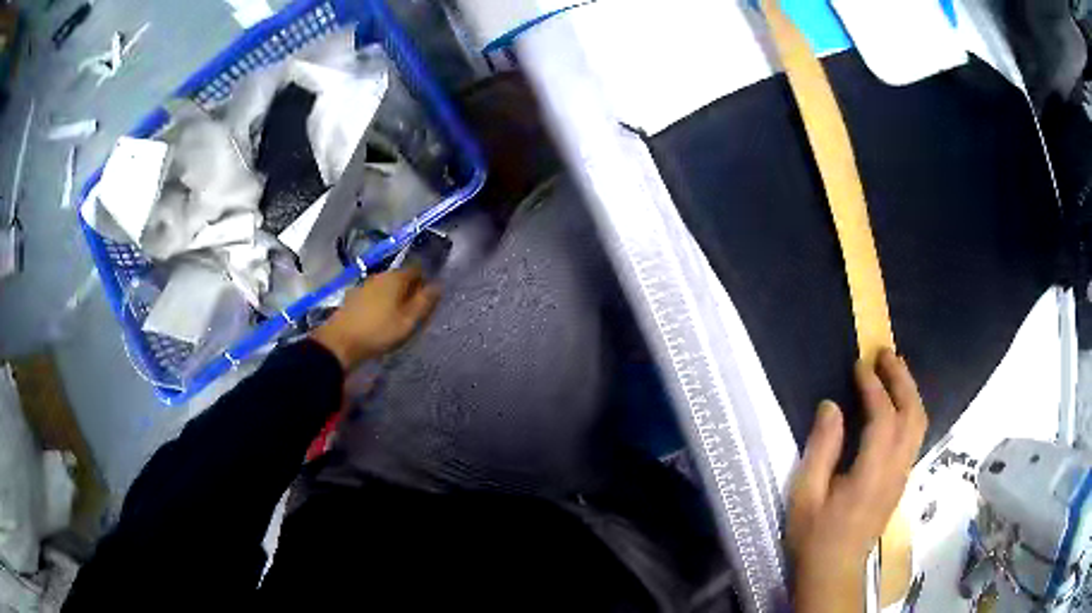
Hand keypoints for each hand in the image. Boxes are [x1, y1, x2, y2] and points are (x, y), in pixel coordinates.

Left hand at [312, 268, 439, 369]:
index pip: (417, 269)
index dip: (425, 282)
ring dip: (393, 297)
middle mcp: (379, 275)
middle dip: (409, 290)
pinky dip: (379, 303)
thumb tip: (438, 285)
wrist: (340, 342)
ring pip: (385, 287)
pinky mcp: (352, 297)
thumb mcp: (408, 321)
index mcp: (395, 277)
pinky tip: (378, 319)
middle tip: (414, 312)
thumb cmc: (378, 331)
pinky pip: (372, 296)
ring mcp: (363, 285)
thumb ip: (424, 302)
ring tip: (396, 317)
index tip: (428, 300)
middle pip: (400, 277)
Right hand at [788, 350, 926, 612]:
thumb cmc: (815, 535)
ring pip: (919, 424)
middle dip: (902, 379)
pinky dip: (910, 409)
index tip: (860, 365)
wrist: (834, 571)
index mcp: (872, 473)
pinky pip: (914, 435)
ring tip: (894, 370)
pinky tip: (897, 403)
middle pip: (912, 414)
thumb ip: (821, 448)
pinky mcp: (901, 480)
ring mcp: (902, 475)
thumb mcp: (805, 494)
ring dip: (910, 391)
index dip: (874, 387)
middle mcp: (896, 469)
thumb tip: (831, 405)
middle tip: (885, 354)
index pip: (883, 418)